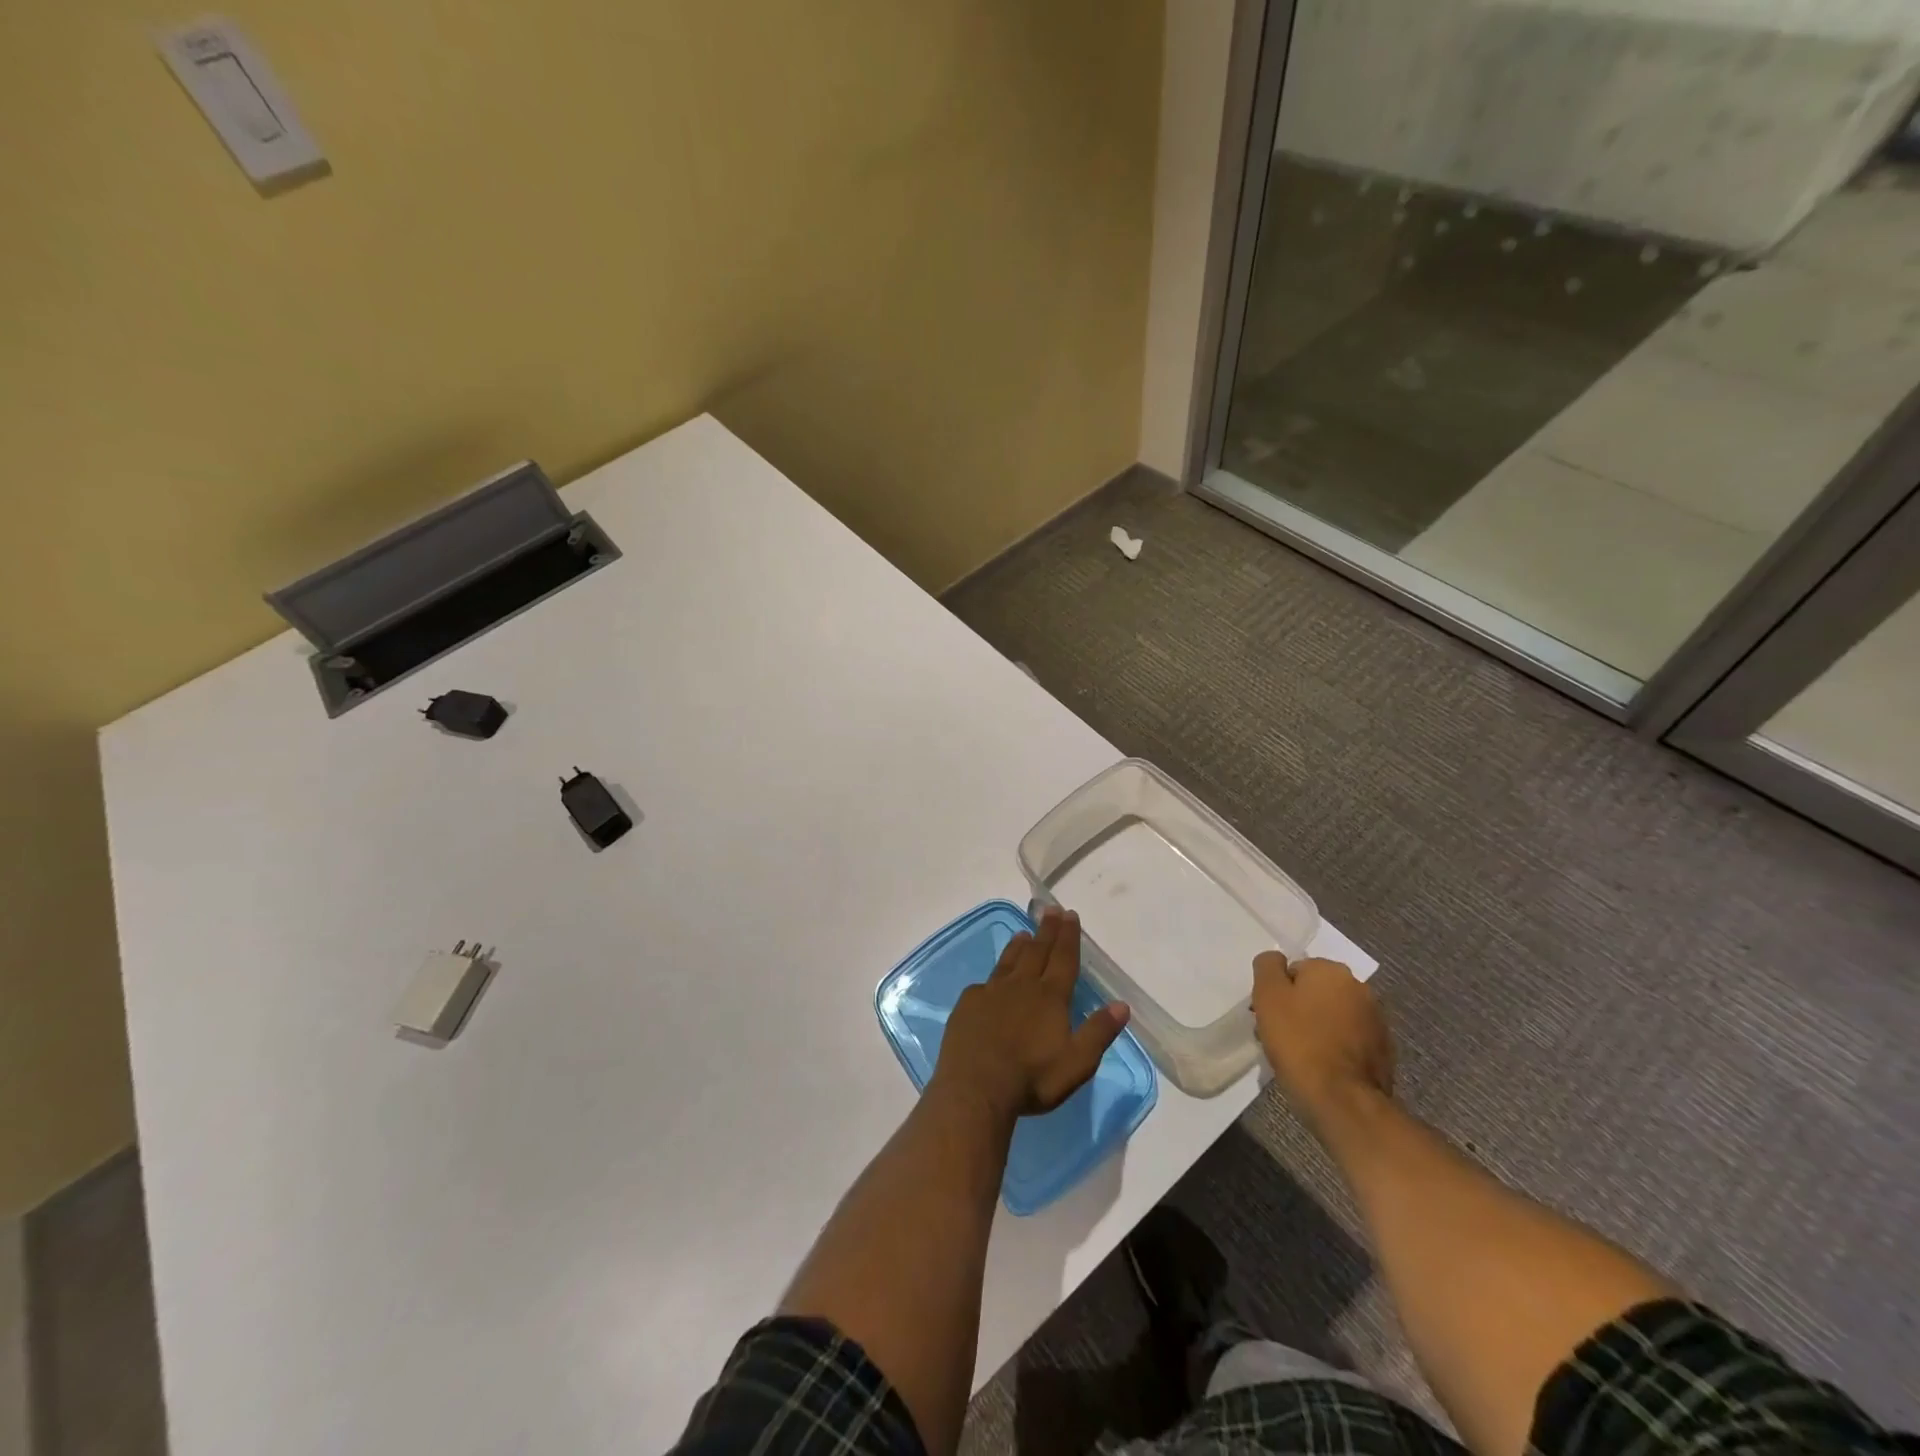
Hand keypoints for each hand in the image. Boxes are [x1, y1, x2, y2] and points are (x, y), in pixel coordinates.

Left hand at [931, 909, 1130, 1123]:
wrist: (975, 1088)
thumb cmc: (1032, 1078)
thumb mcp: (1077, 1063)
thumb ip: (1099, 1032)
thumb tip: (1122, 1005)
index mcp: (1050, 997)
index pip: (1063, 959)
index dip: (1068, 937)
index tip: (1070, 915)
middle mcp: (1021, 986)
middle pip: (1037, 951)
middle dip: (1046, 930)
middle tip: (1050, 910)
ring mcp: (991, 993)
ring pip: (1009, 961)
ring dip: (1019, 946)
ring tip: (1024, 934)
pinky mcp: (968, 1005)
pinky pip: (984, 983)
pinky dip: (993, 976)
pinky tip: (991, 980)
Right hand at [1252, 953, 1393, 1130]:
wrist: (1342, 1101)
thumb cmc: (1299, 1042)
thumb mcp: (1268, 996)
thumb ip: (1268, 967)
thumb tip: (1276, 959)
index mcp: (1332, 970)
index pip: (1294, 970)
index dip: (1277, 992)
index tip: (1268, 1015)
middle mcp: (1360, 988)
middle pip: (1316, 992)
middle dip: (1298, 1008)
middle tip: (1280, 1035)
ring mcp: (1376, 1021)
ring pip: (1333, 1016)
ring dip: (1316, 1027)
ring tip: (1300, 1055)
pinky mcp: (1384, 1051)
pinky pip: (1349, 1040)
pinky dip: (1335, 1047)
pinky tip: (1321, 1067)